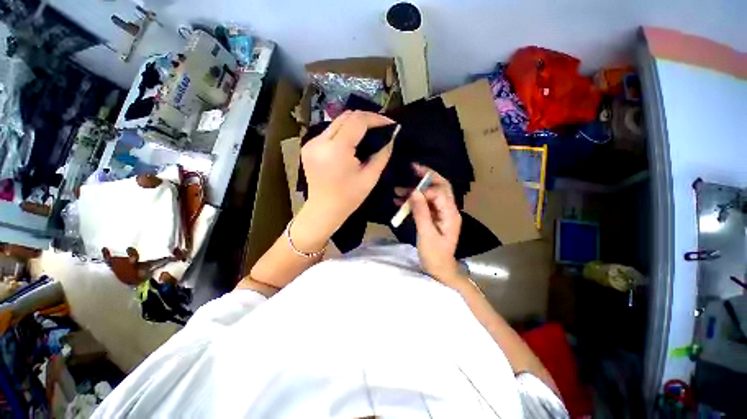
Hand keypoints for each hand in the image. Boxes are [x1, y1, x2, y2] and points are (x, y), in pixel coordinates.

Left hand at [295, 111, 394, 250]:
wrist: (324, 210)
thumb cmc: (349, 198)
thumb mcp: (370, 178)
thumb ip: (382, 154)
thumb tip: (391, 137)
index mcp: (336, 150)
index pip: (357, 121)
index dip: (376, 118)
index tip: (389, 123)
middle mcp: (320, 141)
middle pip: (346, 117)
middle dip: (366, 118)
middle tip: (381, 127)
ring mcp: (311, 143)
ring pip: (337, 122)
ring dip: (355, 124)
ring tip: (370, 132)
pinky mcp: (308, 146)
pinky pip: (329, 132)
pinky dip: (344, 132)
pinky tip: (353, 141)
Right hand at [404, 164, 463, 286]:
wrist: (439, 269)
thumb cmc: (435, 255)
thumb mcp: (427, 234)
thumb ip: (421, 212)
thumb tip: (414, 192)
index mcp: (450, 214)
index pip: (439, 192)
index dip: (425, 188)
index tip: (409, 190)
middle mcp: (448, 210)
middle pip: (440, 187)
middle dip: (426, 177)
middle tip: (412, 168)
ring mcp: (441, 213)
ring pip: (430, 195)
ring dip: (415, 191)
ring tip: (397, 190)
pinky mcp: (434, 217)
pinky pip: (424, 204)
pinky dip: (413, 201)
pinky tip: (400, 201)